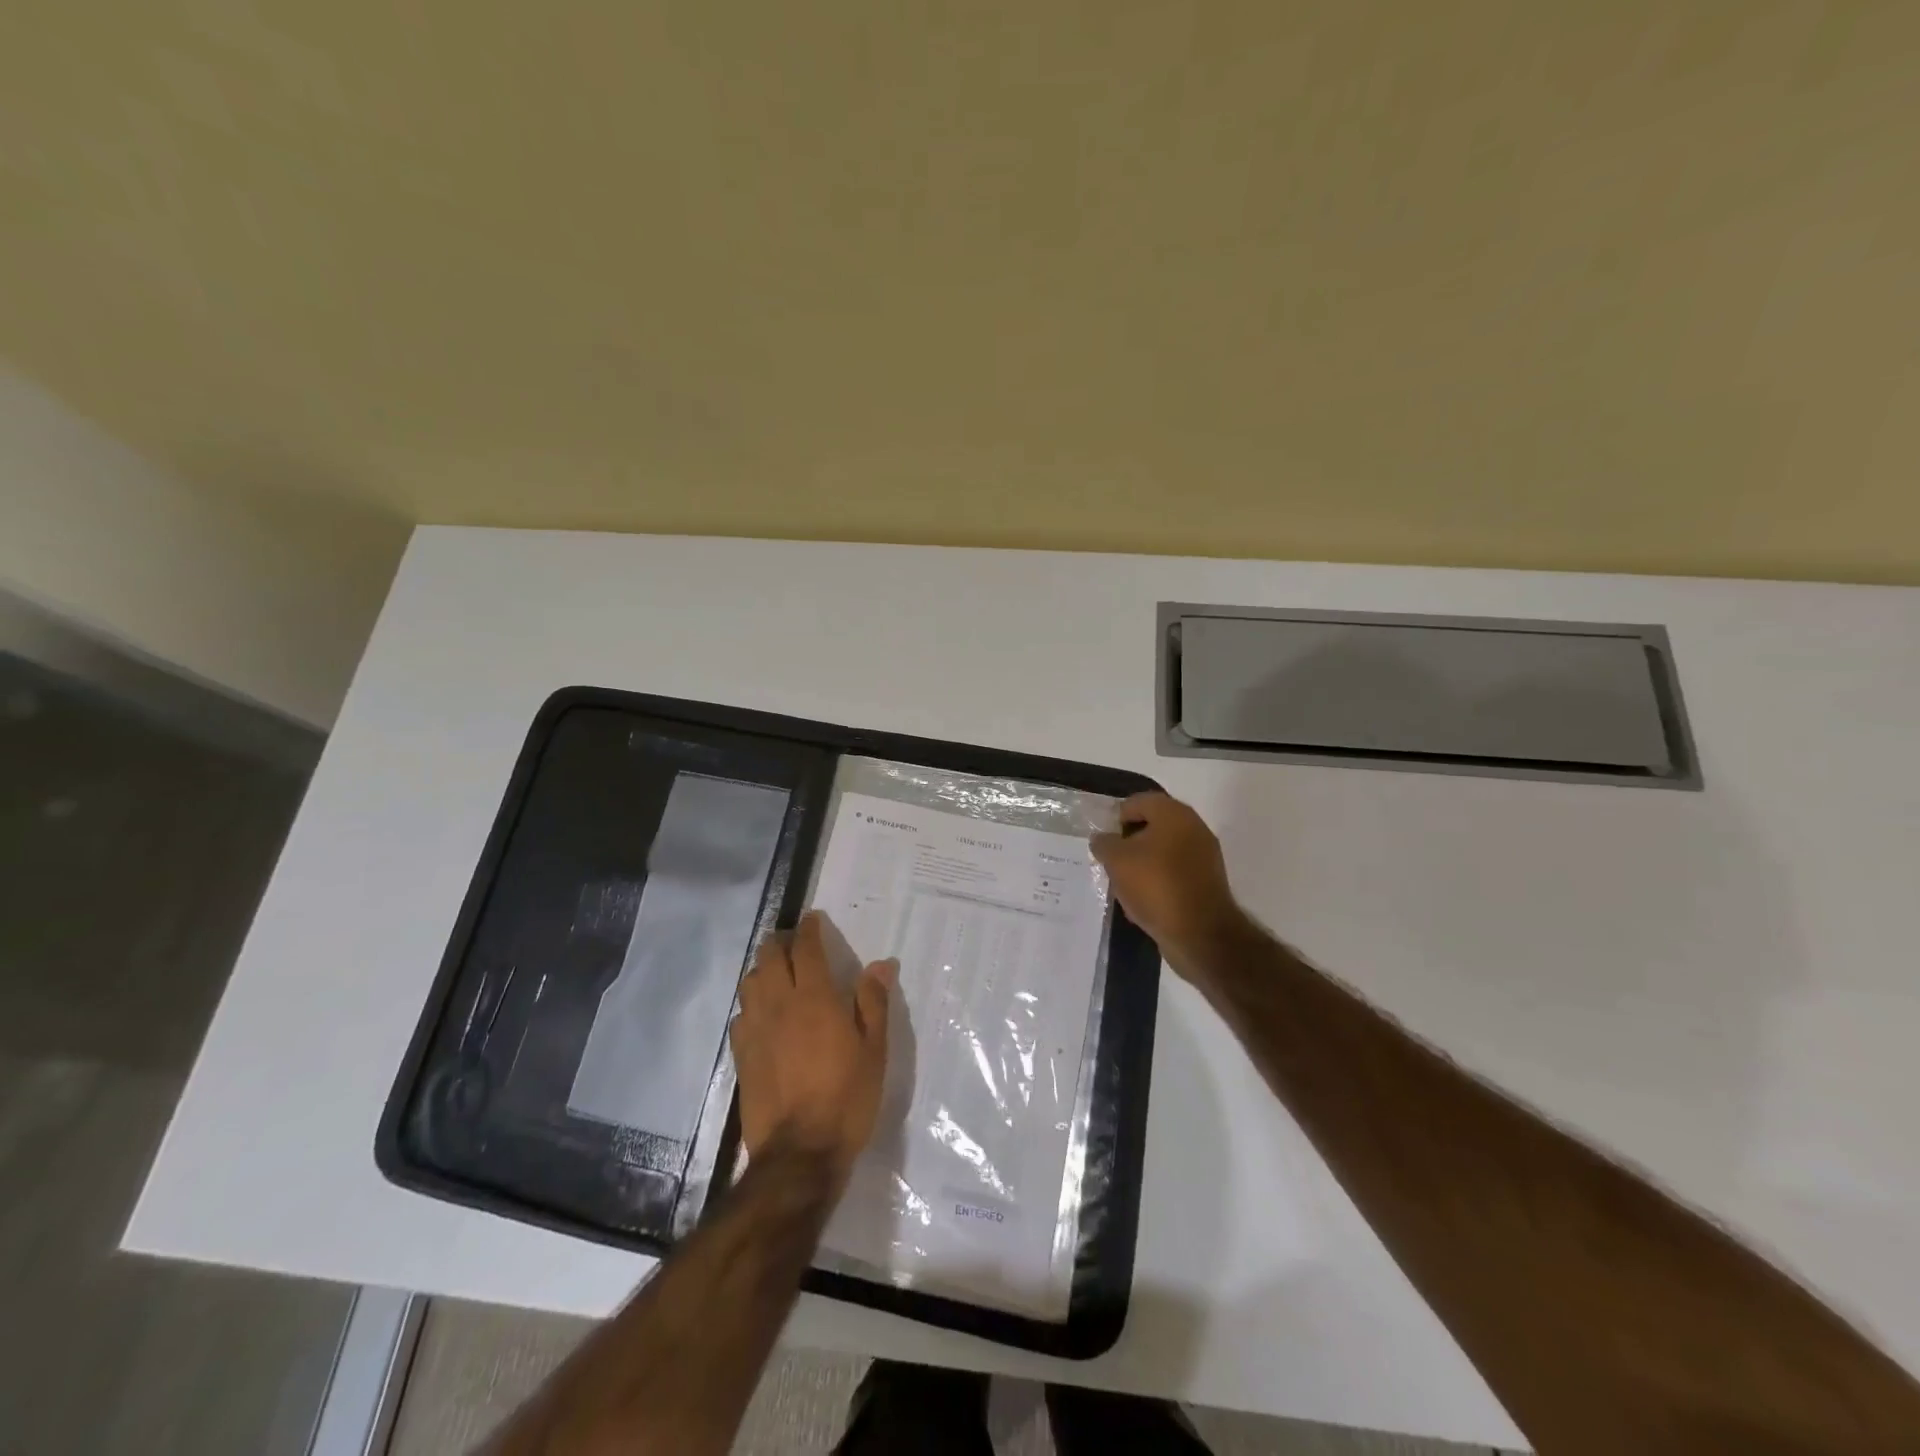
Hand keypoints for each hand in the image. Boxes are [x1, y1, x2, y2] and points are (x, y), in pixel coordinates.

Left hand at [730, 911, 893, 1180]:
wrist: (799, 1154)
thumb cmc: (846, 1098)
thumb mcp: (874, 1051)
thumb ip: (874, 1002)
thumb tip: (881, 964)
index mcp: (815, 998)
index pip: (805, 948)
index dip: (808, 928)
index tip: (813, 919)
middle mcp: (780, 1004)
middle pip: (770, 956)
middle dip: (781, 941)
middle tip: (795, 942)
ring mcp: (755, 1028)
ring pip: (751, 981)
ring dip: (763, 969)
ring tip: (779, 974)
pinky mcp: (741, 1054)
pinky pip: (741, 1014)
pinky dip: (752, 1003)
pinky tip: (764, 1015)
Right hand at [1091, 792, 1245, 969]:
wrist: (1200, 933)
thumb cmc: (1156, 886)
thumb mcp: (1117, 860)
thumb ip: (1104, 843)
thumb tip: (1102, 838)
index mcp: (1174, 814)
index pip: (1139, 801)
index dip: (1116, 817)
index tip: (1103, 839)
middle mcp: (1194, 828)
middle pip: (1153, 826)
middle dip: (1129, 841)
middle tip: (1110, 860)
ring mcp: (1204, 856)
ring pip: (1163, 851)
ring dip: (1142, 863)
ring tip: (1123, 883)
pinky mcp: (1207, 882)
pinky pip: (1175, 873)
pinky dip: (1158, 881)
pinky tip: (1143, 900)